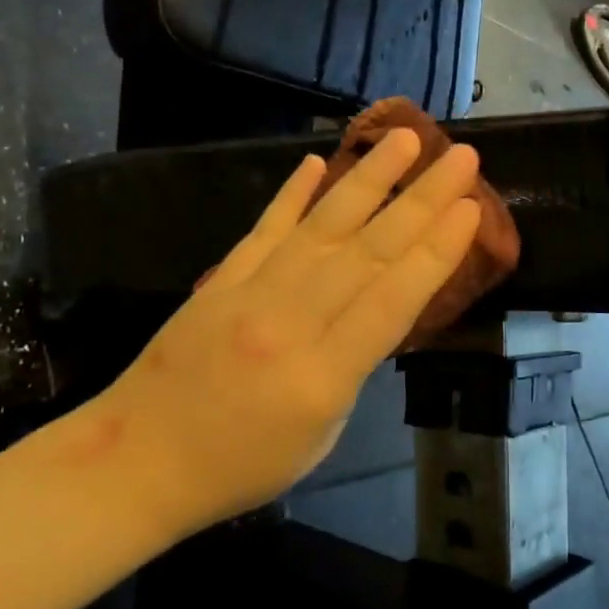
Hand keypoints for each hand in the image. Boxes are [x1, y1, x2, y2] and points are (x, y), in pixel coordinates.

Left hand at [87, 130, 480, 537]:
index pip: (392, 301)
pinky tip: (317, 161)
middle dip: (421, 201)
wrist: (137, 463)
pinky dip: (292, 194)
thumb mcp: (319, 438)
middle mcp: (289, 323)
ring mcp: (249, 294)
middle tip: (462, 159)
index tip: (471, 208)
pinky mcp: (220, 280)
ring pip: (322, 227)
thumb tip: (371, 315)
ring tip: (405, 139)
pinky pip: (264, 229)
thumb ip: (350, 371)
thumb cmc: (240, 468)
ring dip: (368, 179)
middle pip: (368, 252)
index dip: (436, 252)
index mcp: (321, 377)